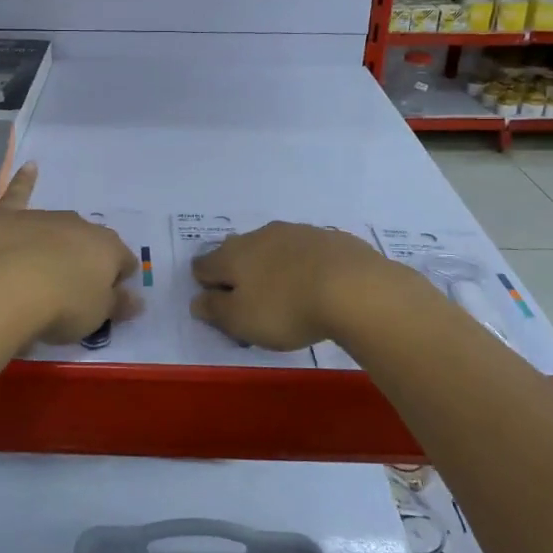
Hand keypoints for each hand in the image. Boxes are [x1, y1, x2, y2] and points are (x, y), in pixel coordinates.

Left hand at [0, 163, 138, 344]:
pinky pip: (20, 193)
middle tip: (73, 288)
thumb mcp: (97, 316)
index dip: (118, 279)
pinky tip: (30, 167)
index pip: (124, 261)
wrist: (6, 288)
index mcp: (108, 248)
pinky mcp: (9, 216)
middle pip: (90, 241)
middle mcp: (80, 225)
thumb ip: (118, 305)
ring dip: (58, 240)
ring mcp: (44, 217)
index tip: (108, 298)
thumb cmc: (62, 306)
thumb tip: (138, 299)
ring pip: (59, 226)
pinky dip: (25, 181)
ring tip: (45, 267)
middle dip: (86, 259)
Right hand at [190, 222, 406, 349]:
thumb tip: (197, 300)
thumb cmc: (287, 309)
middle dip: (239, 273)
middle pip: (238, 252)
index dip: (205, 285)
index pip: (203, 265)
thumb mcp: (241, 320)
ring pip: (273, 248)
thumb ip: (215, 310)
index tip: (219, 306)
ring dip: (273, 266)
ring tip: (288, 294)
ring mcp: (296, 232)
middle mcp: (259, 235)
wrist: (355, 288)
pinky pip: (306, 251)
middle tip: (253, 301)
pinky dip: (304, 265)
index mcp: (232, 255)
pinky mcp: (329, 237)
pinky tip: (318, 285)